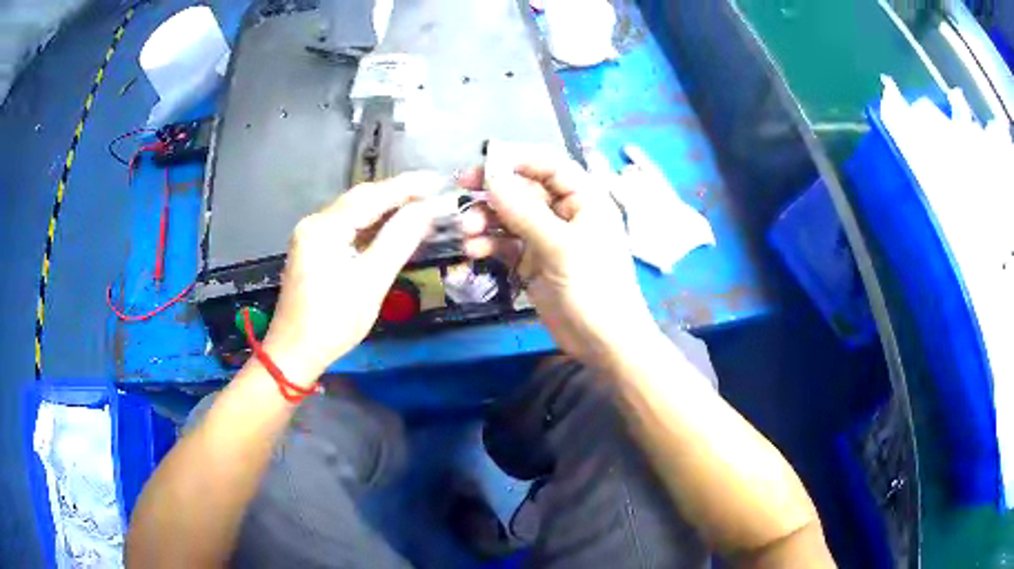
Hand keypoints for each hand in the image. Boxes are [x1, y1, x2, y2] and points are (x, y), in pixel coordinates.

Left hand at [261, 172, 443, 382]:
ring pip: (354, 212)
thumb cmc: (333, 321)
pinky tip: (391, 228)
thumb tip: (425, 210)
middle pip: (361, 199)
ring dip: (385, 209)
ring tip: (419, 208)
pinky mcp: (314, 249)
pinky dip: (371, 225)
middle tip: (432, 195)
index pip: (372, 196)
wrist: (295, 352)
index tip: (437, 181)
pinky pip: (347, 228)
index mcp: (324, 227)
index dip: (407, 186)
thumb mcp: (371, 282)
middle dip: (397, 194)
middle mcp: (314, 222)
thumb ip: (398, 240)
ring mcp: (311, 235)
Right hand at [460, 155, 657, 365]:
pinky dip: (489, 243)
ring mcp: (547, 237)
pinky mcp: (533, 261)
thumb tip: (491, 178)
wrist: (603, 342)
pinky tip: (474, 250)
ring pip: (510, 215)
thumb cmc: (594, 288)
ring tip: (467, 230)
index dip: (517, 159)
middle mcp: (564, 212)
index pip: (549, 164)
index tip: (483, 163)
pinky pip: (506, 242)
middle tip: (461, 186)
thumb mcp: (560, 246)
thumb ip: (524, 211)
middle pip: (524, 188)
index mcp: (584, 198)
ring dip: (486, 218)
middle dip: (494, 190)